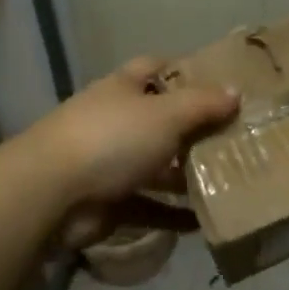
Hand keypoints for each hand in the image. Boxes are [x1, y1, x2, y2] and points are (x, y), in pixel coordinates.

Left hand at [27, 56, 239, 248]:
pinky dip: (172, 214)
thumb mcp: (166, 114)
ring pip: (157, 165)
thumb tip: (236, 92)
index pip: (155, 68)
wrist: (51, 195)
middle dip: (195, 130)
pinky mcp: (108, 201)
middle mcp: (116, 121)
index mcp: (124, 89)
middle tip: (236, 138)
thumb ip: (203, 104)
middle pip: (161, 120)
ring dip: (187, 175)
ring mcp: (109, 163)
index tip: (220, 83)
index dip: (185, 71)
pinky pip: (148, 205)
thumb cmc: (112, 138)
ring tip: (228, 181)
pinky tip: (203, 221)